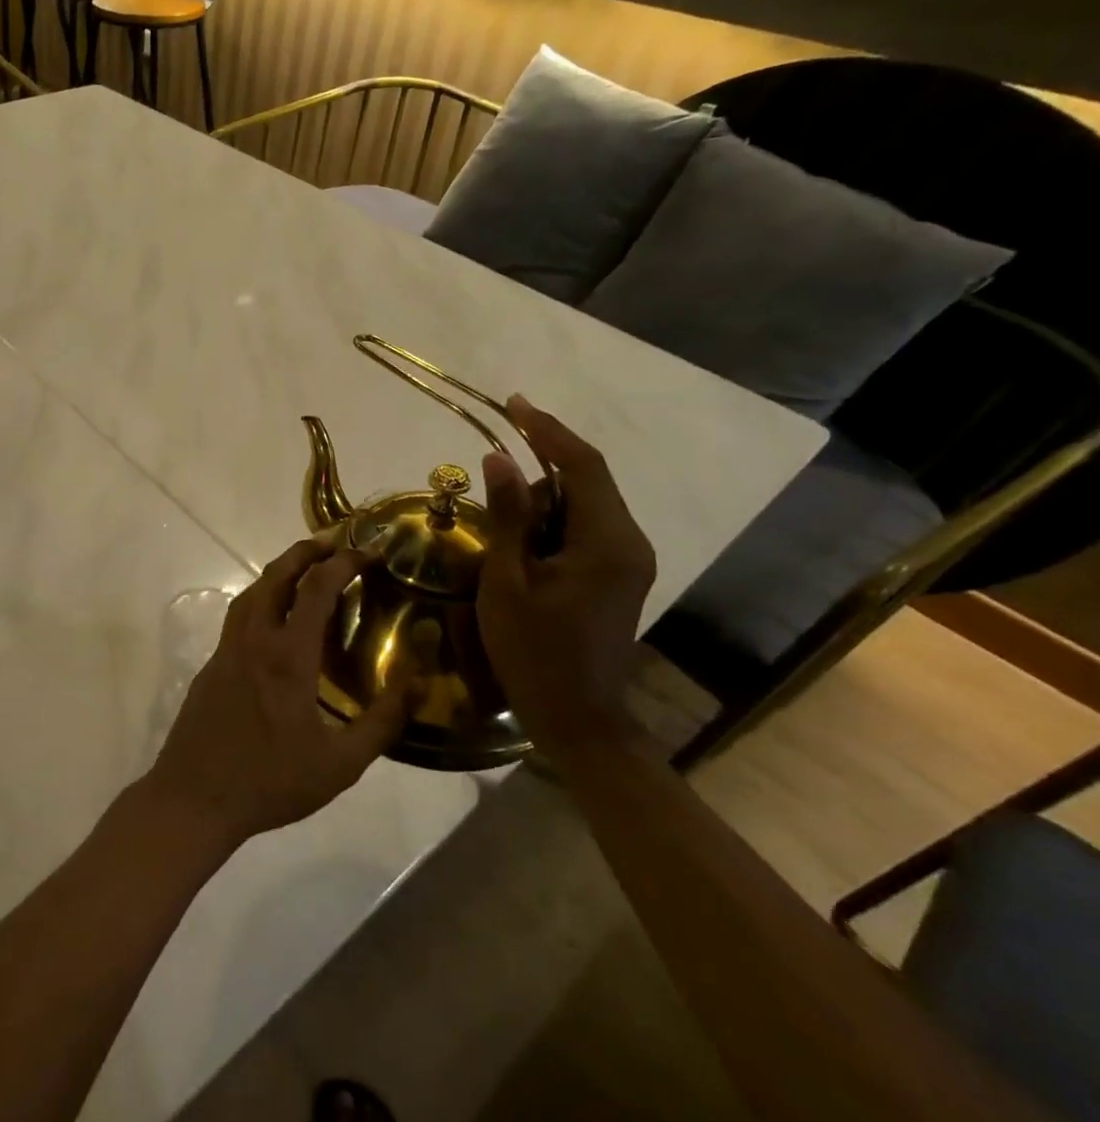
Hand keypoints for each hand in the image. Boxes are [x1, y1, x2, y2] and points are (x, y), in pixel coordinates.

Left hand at [143, 540, 413, 851]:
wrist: (194, 796)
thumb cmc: (270, 782)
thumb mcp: (339, 765)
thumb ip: (381, 723)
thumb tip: (419, 685)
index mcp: (287, 656)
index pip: (316, 588)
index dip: (344, 562)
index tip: (370, 551)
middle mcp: (254, 639)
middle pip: (277, 575)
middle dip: (307, 550)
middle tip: (335, 542)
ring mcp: (228, 648)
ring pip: (252, 590)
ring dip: (280, 570)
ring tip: (306, 569)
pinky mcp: (213, 662)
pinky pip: (240, 614)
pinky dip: (263, 596)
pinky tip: (276, 617)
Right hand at [475, 396, 656, 748]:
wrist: (577, 718)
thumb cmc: (534, 650)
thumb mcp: (507, 580)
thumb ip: (507, 515)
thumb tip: (499, 458)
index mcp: (607, 540)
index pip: (582, 465)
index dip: (546, 429)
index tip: (513, 403)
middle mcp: (628, 542)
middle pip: (583, 483)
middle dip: (536, 479)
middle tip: (491, 502)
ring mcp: (627, 561)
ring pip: (581, 508)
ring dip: (540, 508)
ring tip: (504, 547)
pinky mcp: (617, 577)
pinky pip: (583, 531)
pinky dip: (550, 527)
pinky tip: (521, 552)